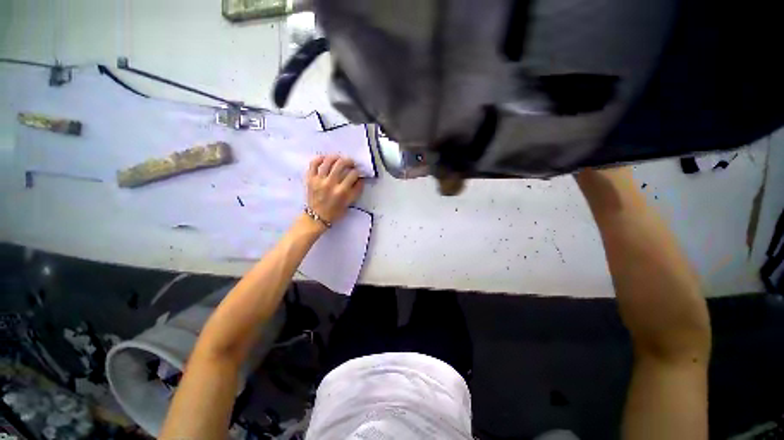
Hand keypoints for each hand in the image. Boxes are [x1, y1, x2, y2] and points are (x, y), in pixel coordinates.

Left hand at [306, 155, 363, 223]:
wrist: (317, 217)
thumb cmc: (335, 211)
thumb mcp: (349, 203)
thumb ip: (356, 190)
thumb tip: (360, 179)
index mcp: (342, 191)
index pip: (353, 174)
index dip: (357, 171)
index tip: (358, 171)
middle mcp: (330, 184)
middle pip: (341, 164)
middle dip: (349, 161)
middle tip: (351, 163)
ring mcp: (319, 180)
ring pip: (328, 161)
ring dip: (336, 157)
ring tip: (339, 158)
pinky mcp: (310, 179)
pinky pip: (313, 164)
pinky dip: (319, 159)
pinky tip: (325, 158)